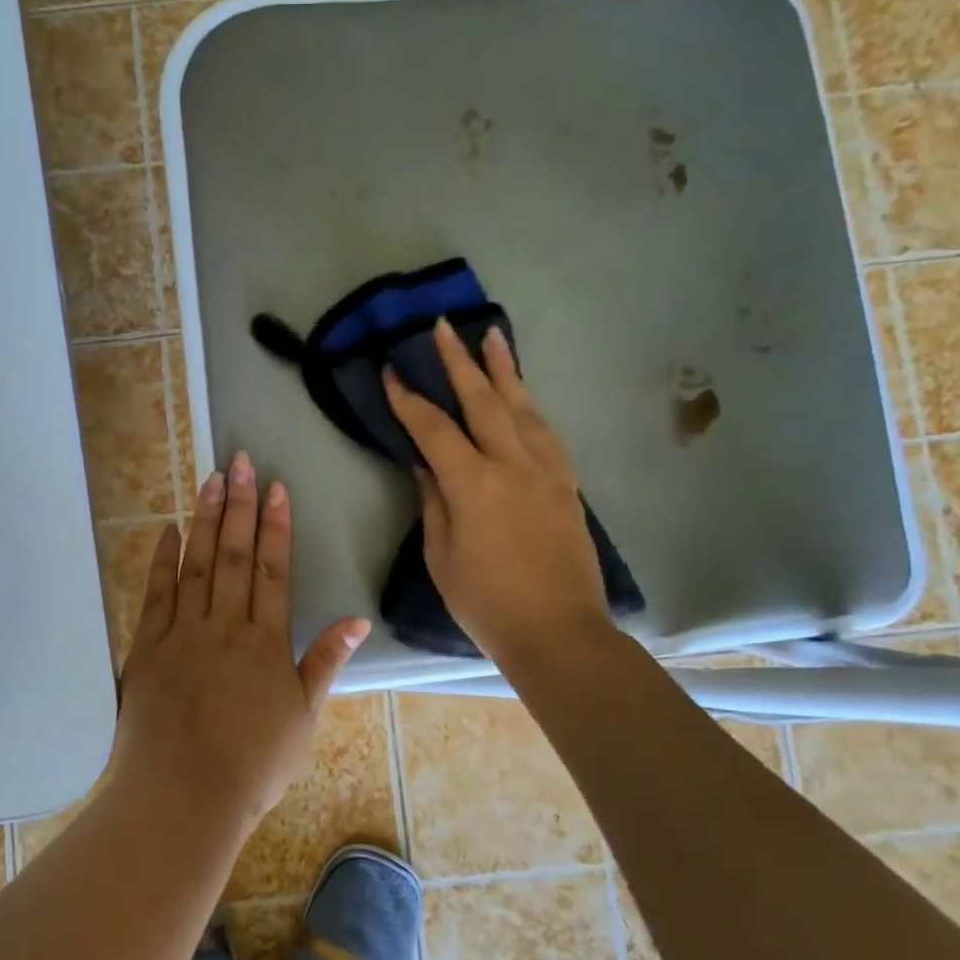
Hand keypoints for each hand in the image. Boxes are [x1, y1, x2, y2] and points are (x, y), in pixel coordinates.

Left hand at [112, 451, 370, 830]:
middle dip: (239, 506)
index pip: (273, 571)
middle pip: (234, 556)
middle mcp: (225, 627)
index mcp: (265, 642)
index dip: (276, 526)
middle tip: (241, 462)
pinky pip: (156, 595)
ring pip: (197, 565)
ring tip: (211, 480)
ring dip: (205, 520)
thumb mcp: (303, 717)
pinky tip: (168, 531)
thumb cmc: (254, 764)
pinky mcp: (148, 648)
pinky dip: (163, 560)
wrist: (184, 797)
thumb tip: (359, 620)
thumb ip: (326, 662)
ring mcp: (183, 634)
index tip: (276, 488)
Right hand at [383, 318, 613, 666]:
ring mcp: (547, 471)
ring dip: (504, 370)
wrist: (558, 631)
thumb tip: (426, 465)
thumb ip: (433, 502)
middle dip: (459, 362)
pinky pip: (545, 431)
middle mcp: (514, 464)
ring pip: (523, 407)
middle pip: (484, 401)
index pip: (434, 429)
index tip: (391, 372)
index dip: (410, 399)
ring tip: (492, 336)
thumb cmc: (486, 602)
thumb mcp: (441, 556)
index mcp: (474, 484)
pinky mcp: (567, 484)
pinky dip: (529, 405)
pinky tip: (522, 394)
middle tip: (443, 327)